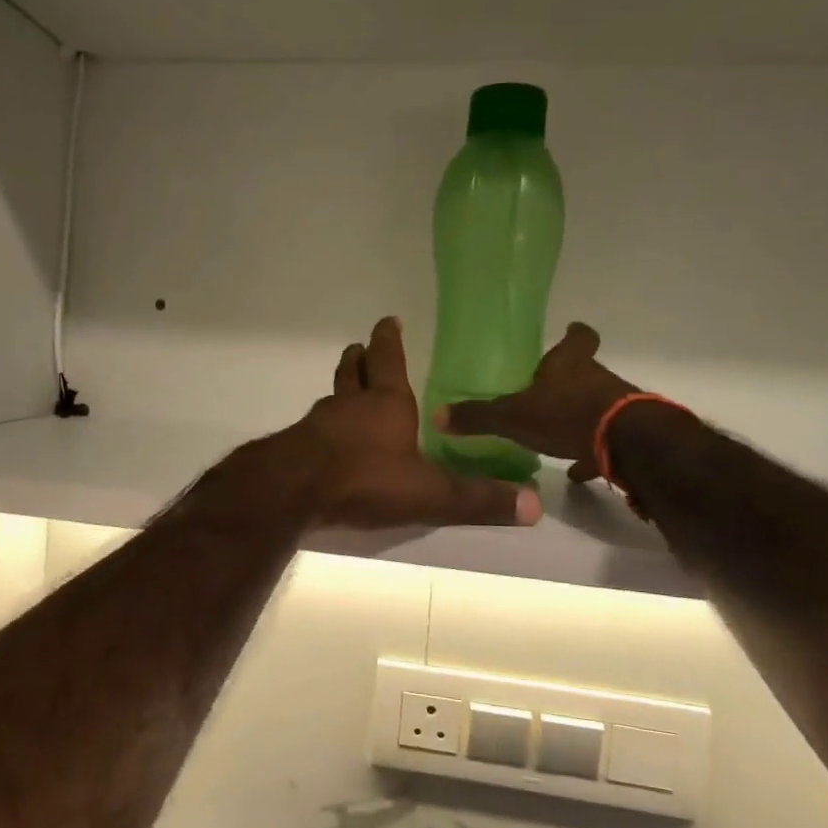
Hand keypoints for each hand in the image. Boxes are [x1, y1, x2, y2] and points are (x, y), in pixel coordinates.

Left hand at [288, 317, 541, 529]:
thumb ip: (476, 499)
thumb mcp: (429, 493)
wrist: (293, 489)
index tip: (388, 321)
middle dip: (360, 359)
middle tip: (361, 349)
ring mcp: (319, 423)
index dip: (389, 339)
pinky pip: (314, 427)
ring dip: (341, 389)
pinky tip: (326, 440)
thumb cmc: (365, 478)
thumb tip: (534, 506)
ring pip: (332, 397)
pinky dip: (324, 426)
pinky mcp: (296, 445)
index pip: (389, 360)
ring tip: (346, 392)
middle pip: (353, 371)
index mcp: (386, 402)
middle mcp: (350, 404)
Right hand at [435, 322, 638, 482]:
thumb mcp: (512, 417)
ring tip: (555, 434)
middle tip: (545, 391)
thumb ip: (477, 416)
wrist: (625, 444)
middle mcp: (596, 378)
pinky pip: (604, 440)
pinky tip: (576, 469)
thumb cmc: (565, 415)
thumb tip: (438, 415)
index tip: (571, 330)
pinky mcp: (626, 435)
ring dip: (577, 415)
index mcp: (569, 364)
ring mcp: (615, 406)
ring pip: (594, 404)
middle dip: (567, 380)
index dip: (574, 334)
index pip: (578, 338)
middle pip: (585, 371)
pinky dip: (591, 450)